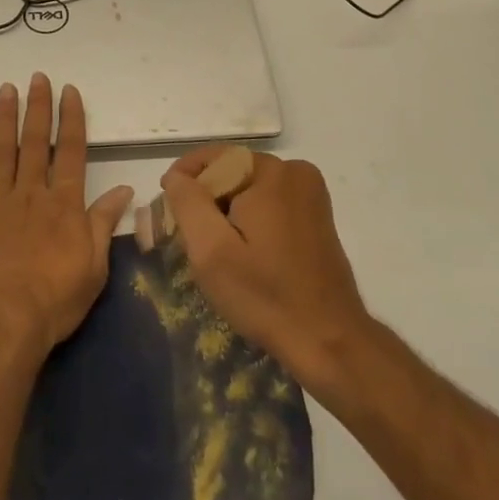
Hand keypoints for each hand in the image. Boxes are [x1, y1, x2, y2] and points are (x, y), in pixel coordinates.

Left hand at [0, 76, 133, 359]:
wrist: (1, 326)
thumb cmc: (54, 302)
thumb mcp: (94, 267)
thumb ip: (104, 223)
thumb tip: (124, 189)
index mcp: (63, 205)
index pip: (71, 152)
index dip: (71, 119)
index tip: (69, 91)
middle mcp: (30, 195)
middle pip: (35, 143)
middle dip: (38, 108)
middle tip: (37, 77)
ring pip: (1, 152)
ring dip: (4, 118)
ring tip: (6, 89)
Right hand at [160, 146, 370, 394]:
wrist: (329, 341)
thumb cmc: (265, 296)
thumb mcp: (211, 251)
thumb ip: (188, 203)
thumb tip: (176, 176)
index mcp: (270, 172)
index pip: (212, 158)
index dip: (184, 181)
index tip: (169, 214)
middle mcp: (294, 170)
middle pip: (231, 171)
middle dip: (207, 200)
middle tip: (193, 241)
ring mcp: (310, 192)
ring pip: (249, 187)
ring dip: (228, 211)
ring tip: (218, 252)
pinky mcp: (317, 213)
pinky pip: (270, 201)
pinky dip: (250, 219)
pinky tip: (246, 253)